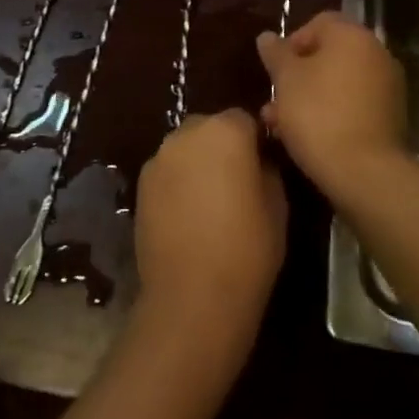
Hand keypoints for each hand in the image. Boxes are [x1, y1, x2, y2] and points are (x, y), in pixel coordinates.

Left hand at [133, 109, 285, 357]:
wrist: (192, 298)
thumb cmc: (247, 249)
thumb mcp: (278, 205)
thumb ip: (267, 168)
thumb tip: (259, 160)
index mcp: (226, 130)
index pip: (245, 119)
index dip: (255, 141)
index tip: (262, 167)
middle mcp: (188, 133)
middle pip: (210, 128)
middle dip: (223, 147)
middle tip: (236, 183)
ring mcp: (160, 157)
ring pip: (186, 149)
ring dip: (198, 163)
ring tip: (209, 202)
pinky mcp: (140, 184)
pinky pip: (167, 171)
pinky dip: (178, 183)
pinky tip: (187, 216)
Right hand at [257, 12, 408, 199]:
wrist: (366, 173)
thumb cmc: (318, 114)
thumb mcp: (286, 79)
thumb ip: (276, 53)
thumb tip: (267, 36)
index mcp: (352, 35)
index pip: (318, 23)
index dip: (292, 42)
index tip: (275, 69)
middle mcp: (375, 53)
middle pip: (329, 55)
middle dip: (298, 75)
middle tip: (275, 99)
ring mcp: (387, 86)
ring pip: (339, 82)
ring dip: (310, 96)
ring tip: (282, 124)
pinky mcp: (391, 117)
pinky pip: (354, 104)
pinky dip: (332, 112)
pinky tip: (309, 137)